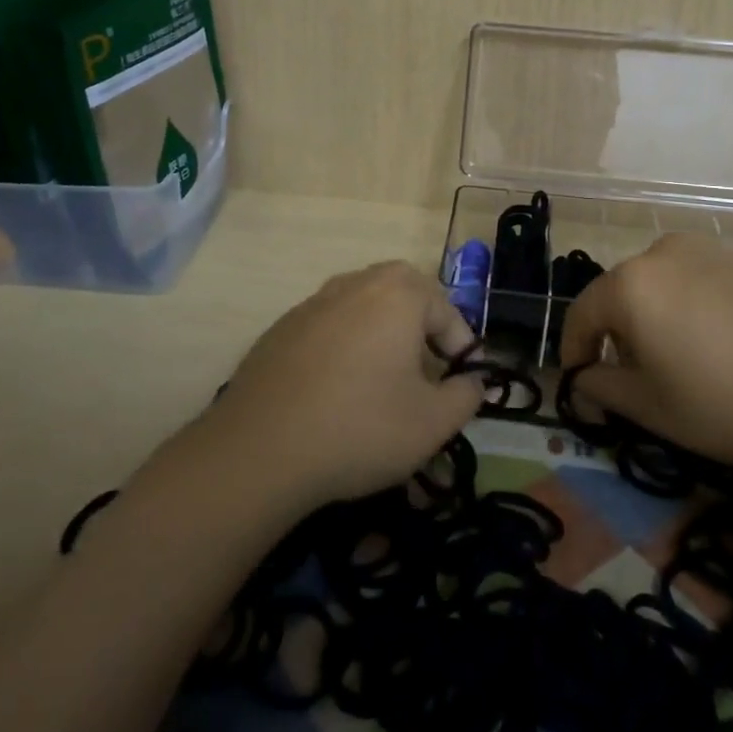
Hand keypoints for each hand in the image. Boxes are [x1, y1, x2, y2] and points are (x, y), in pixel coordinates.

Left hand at [207, 261, 484, 506]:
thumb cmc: (360, 427)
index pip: (446, 312)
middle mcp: (356, 283)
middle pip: (403, 295)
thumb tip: (472, 382)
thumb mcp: (432, 423)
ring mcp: (313, 302)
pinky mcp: (281, 327)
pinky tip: (336, 391)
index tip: (462, 384)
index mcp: (398, 293)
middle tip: (427, 371)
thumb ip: (466, 396)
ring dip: (382, 335)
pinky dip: (343, 348)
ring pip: (363, 308)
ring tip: (383, 381)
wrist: (260, 448)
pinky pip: (328, 327)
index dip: (462, 349)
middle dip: (421, 329)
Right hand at [557, 233, 732, 472]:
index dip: (574, 350)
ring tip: (684, 357)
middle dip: (619, 332)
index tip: (579, 382)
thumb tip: (583, 381)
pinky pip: (708, 281)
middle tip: (635, 375)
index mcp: (632, 284)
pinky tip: (729, 345)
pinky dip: (701, 307)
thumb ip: (602, 389)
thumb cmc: (727, 403)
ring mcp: (714, 250)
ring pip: (667, 282)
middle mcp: (665, 253)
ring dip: (660, 315)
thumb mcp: (653, 409)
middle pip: (624, 292)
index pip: (582, 313)